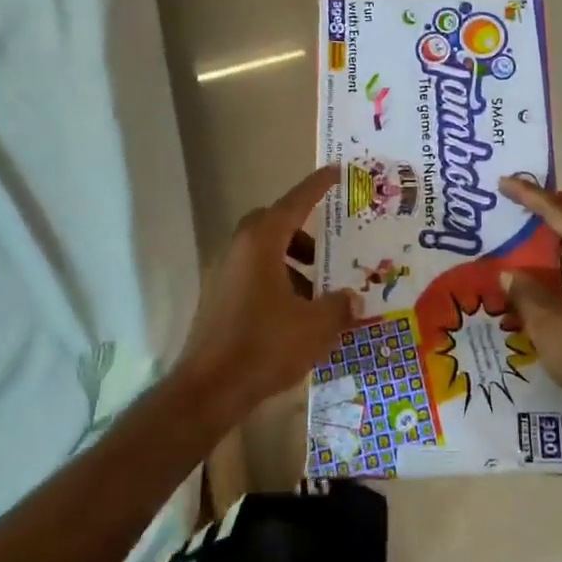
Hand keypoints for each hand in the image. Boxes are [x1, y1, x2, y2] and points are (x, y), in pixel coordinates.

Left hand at [175, 166, 356, 425]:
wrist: (208, 390)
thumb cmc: (264, 346)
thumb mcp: (316, 326)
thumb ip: (340, 306)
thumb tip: (353, 299)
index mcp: (262, 242)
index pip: (295, 202)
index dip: (317, 186)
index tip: (335, 171)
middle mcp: (239, 248)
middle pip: (275, 224)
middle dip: (304, 232)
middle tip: (328, 249)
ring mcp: (223, 273)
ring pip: (264, 252)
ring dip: (292, 262)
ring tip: (318, 292)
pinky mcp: (218, 298)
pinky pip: (253, 275)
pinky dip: (277, 281)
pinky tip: (295, 315)